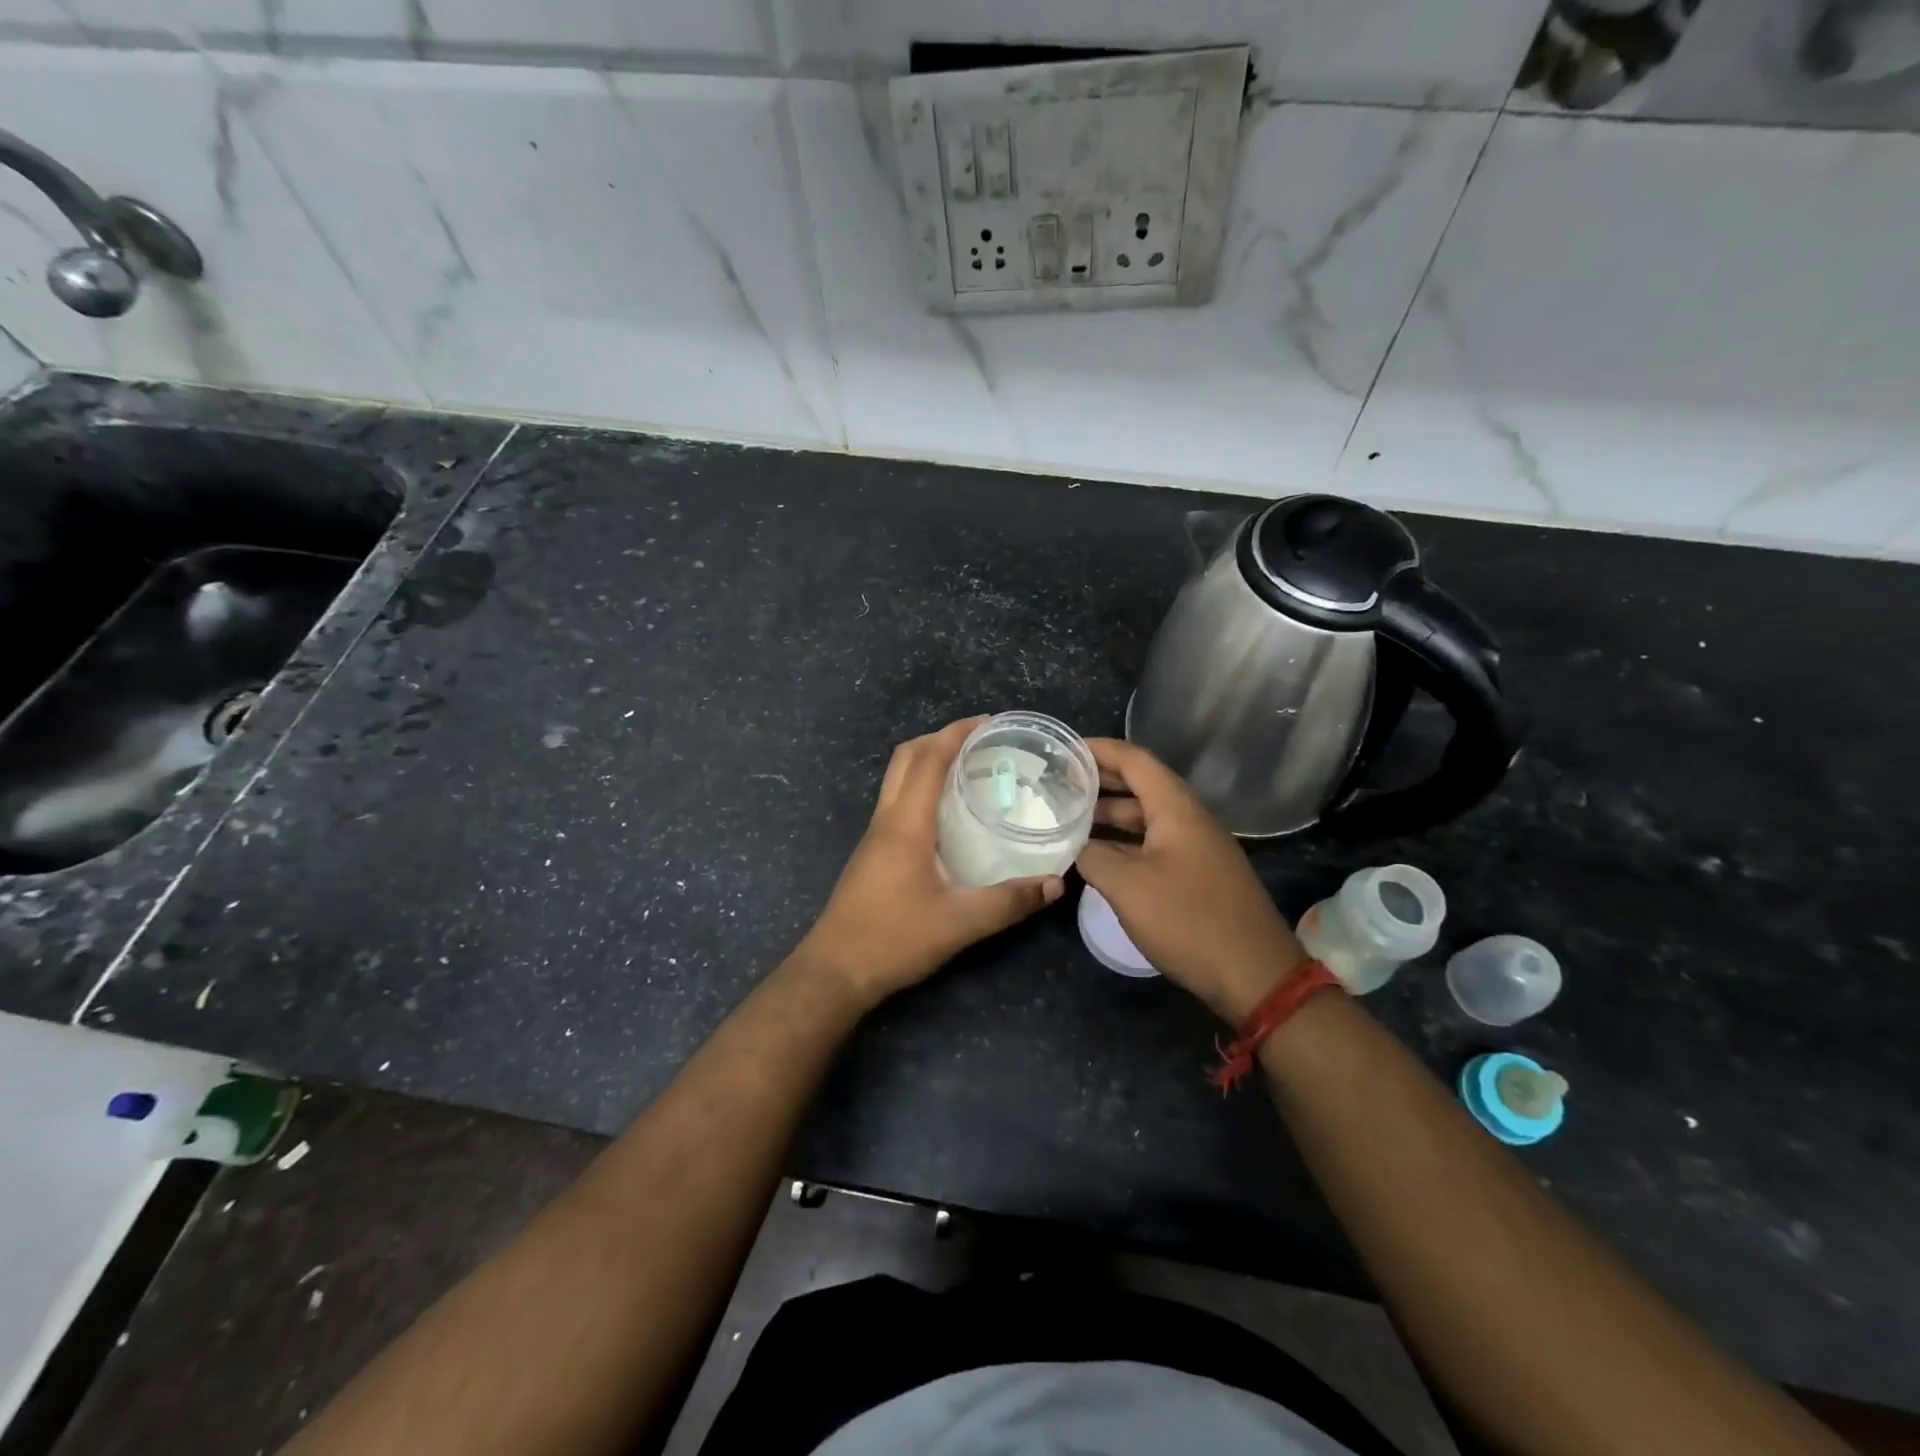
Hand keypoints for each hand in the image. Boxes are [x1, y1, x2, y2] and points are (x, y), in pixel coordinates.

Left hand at [793, 718, 1064, 1007]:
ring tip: (969, 769)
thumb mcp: (959, 923)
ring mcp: (875, 835)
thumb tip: (1054, 884)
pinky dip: (922, 788)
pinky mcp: (873, 853)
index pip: (928, 759)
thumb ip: (1008, 902)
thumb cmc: (893, 939)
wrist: (835, 970)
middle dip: (940, 739)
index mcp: (905, 823)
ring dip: (928, 762)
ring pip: (898, 779)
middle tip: (980, 742)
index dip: (956, 733)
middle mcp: (887, 819)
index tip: (989, 722)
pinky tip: (949, 814)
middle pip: (907, 759)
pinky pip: (898, 802)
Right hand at [1076, 738, 1306, 1023]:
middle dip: (1101, 780)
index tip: (1064, 749)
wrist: (1255, 975)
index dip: (1098, 750)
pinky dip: (1125, 841)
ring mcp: (1197, 847)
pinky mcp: (1198, 874)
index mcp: (1176, 808)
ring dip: (1111, 814)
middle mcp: (1190, 819)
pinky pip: (1155, 843)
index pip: (1134, 760)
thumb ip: (1093, 858)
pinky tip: (1099, 856)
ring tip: (1070, 817)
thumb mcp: (1128, 887)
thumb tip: (1076, 848)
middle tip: (1060, 781)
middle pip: (1141, 785)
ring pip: (1147, 817)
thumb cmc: (1189, 920)